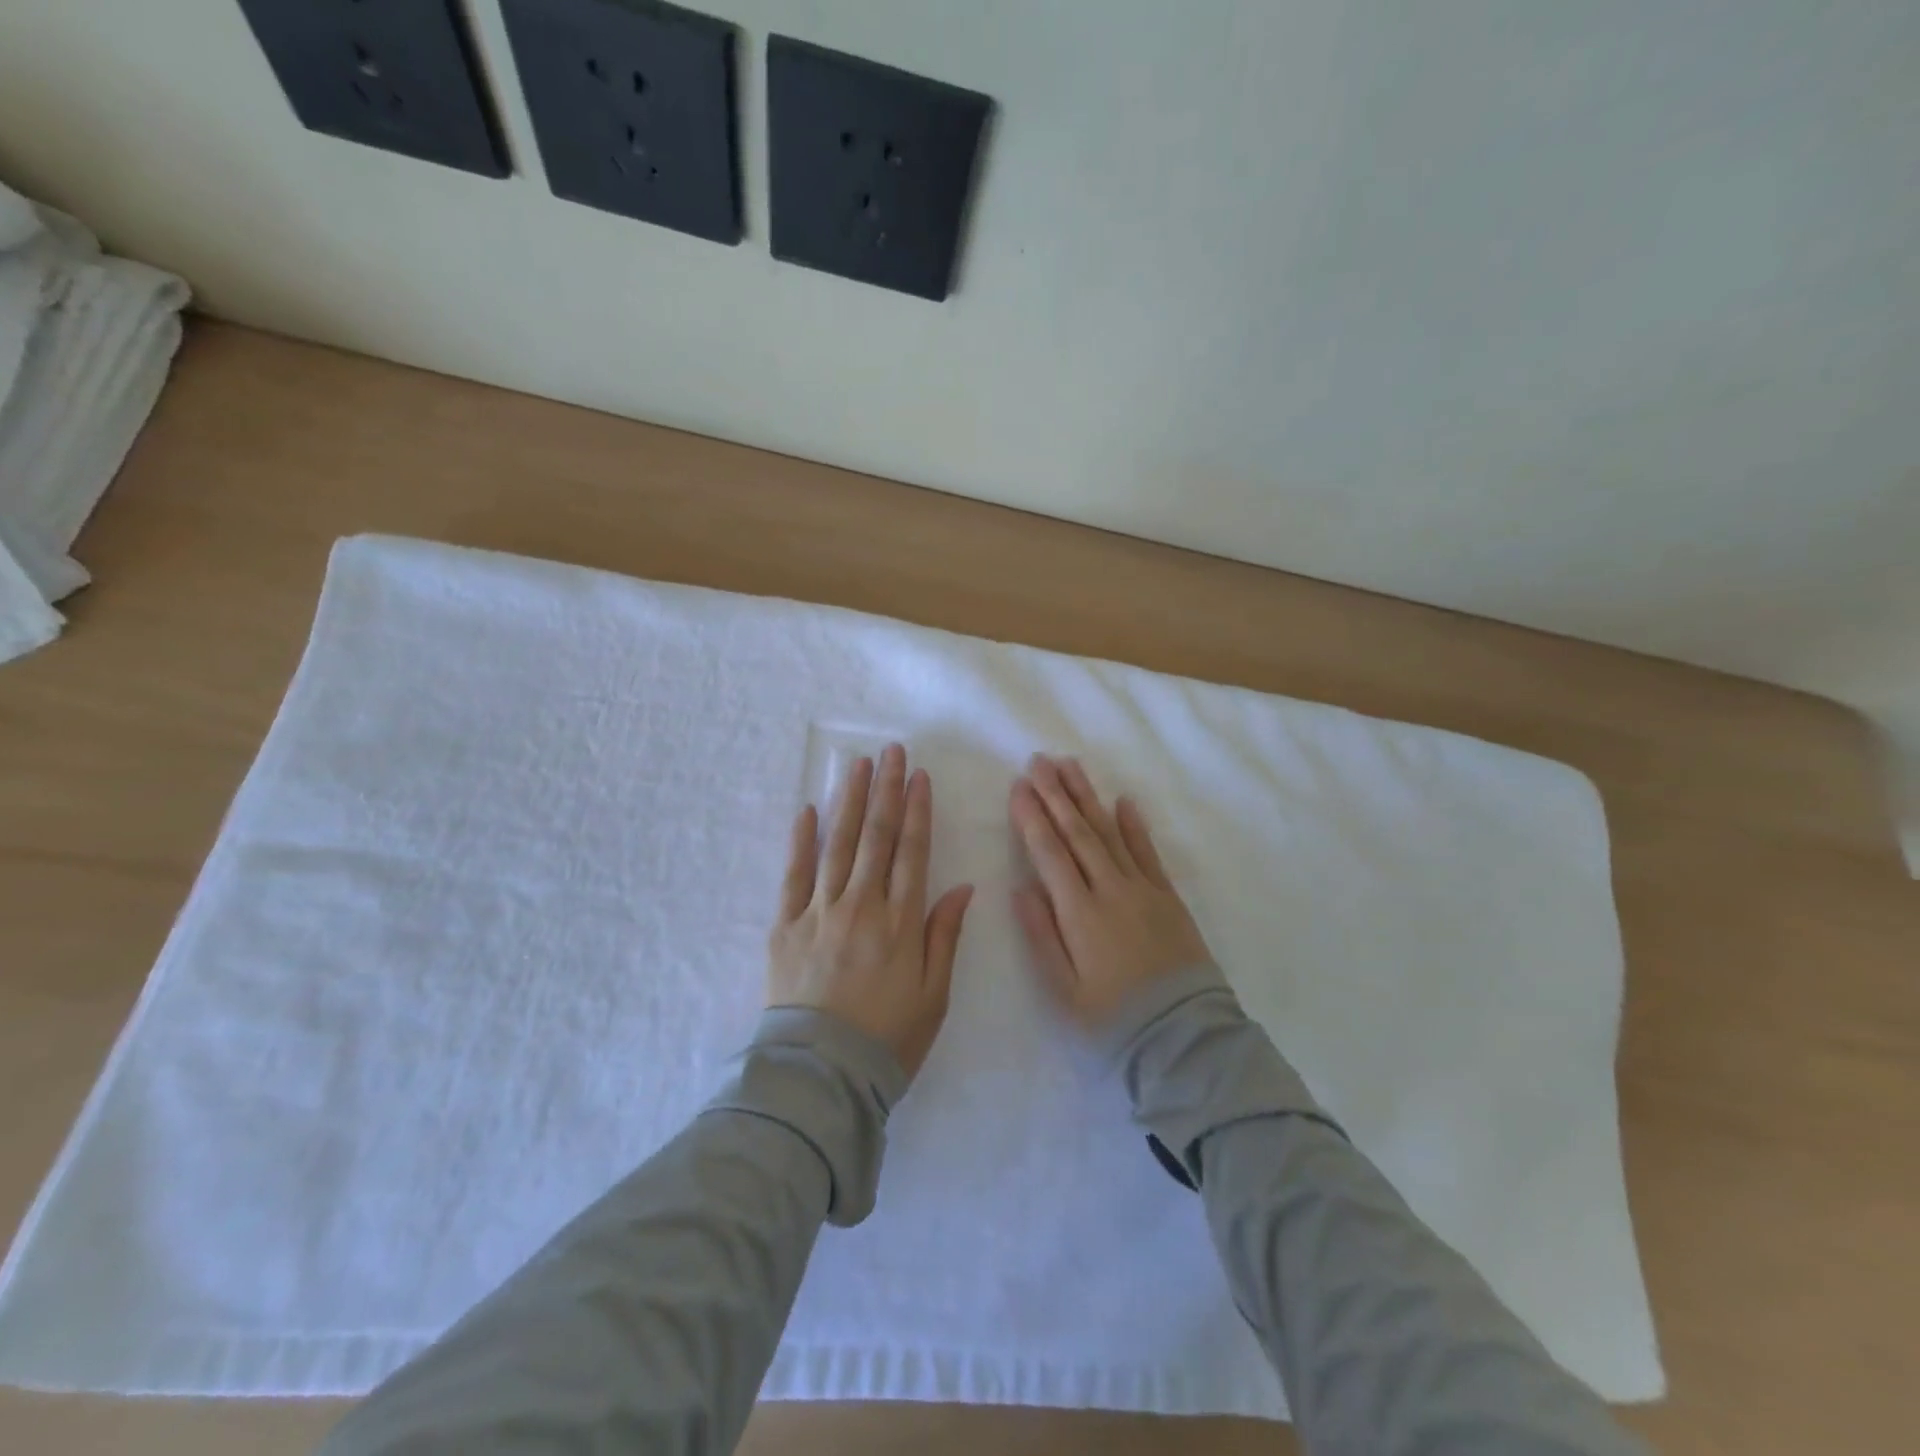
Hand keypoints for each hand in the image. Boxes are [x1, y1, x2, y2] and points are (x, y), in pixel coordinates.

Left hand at [768, 743, 974, 1079]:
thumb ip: (945, 936)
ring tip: (857, 766)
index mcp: (901, 922)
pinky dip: (800, 840)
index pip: (912, 852)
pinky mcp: (786, 926)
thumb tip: (962, 886)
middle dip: (886, 791)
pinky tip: (807, 810)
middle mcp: (862, 906)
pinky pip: (793, 875)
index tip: (919, 776)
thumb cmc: (888, 1039)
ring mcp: (820, 912)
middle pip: (877, 837)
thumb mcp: (935, 995)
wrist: (821, 1076)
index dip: (918, 811)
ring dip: (850, 802)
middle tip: (891, 751)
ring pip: (838, 845)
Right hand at [1010, 753, 1211, 1030]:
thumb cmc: (1113, 1020)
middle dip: (1055, 794)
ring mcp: (1143, 889)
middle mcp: (1111, 890)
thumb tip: (1022, 888)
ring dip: (1088, 797)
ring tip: (1071, 766)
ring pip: (1110, 833)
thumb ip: (1041, 936)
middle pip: (1078, 832)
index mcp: (1079, 913)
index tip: (1018, 786)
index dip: (1032, 817)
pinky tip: (1123, 800)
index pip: (1050, 853)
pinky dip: (1134, 825)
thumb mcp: (1064, 990)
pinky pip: (1148, 852)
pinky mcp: (1168, 897)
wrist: (1184, 1038)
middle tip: (1038, 761)